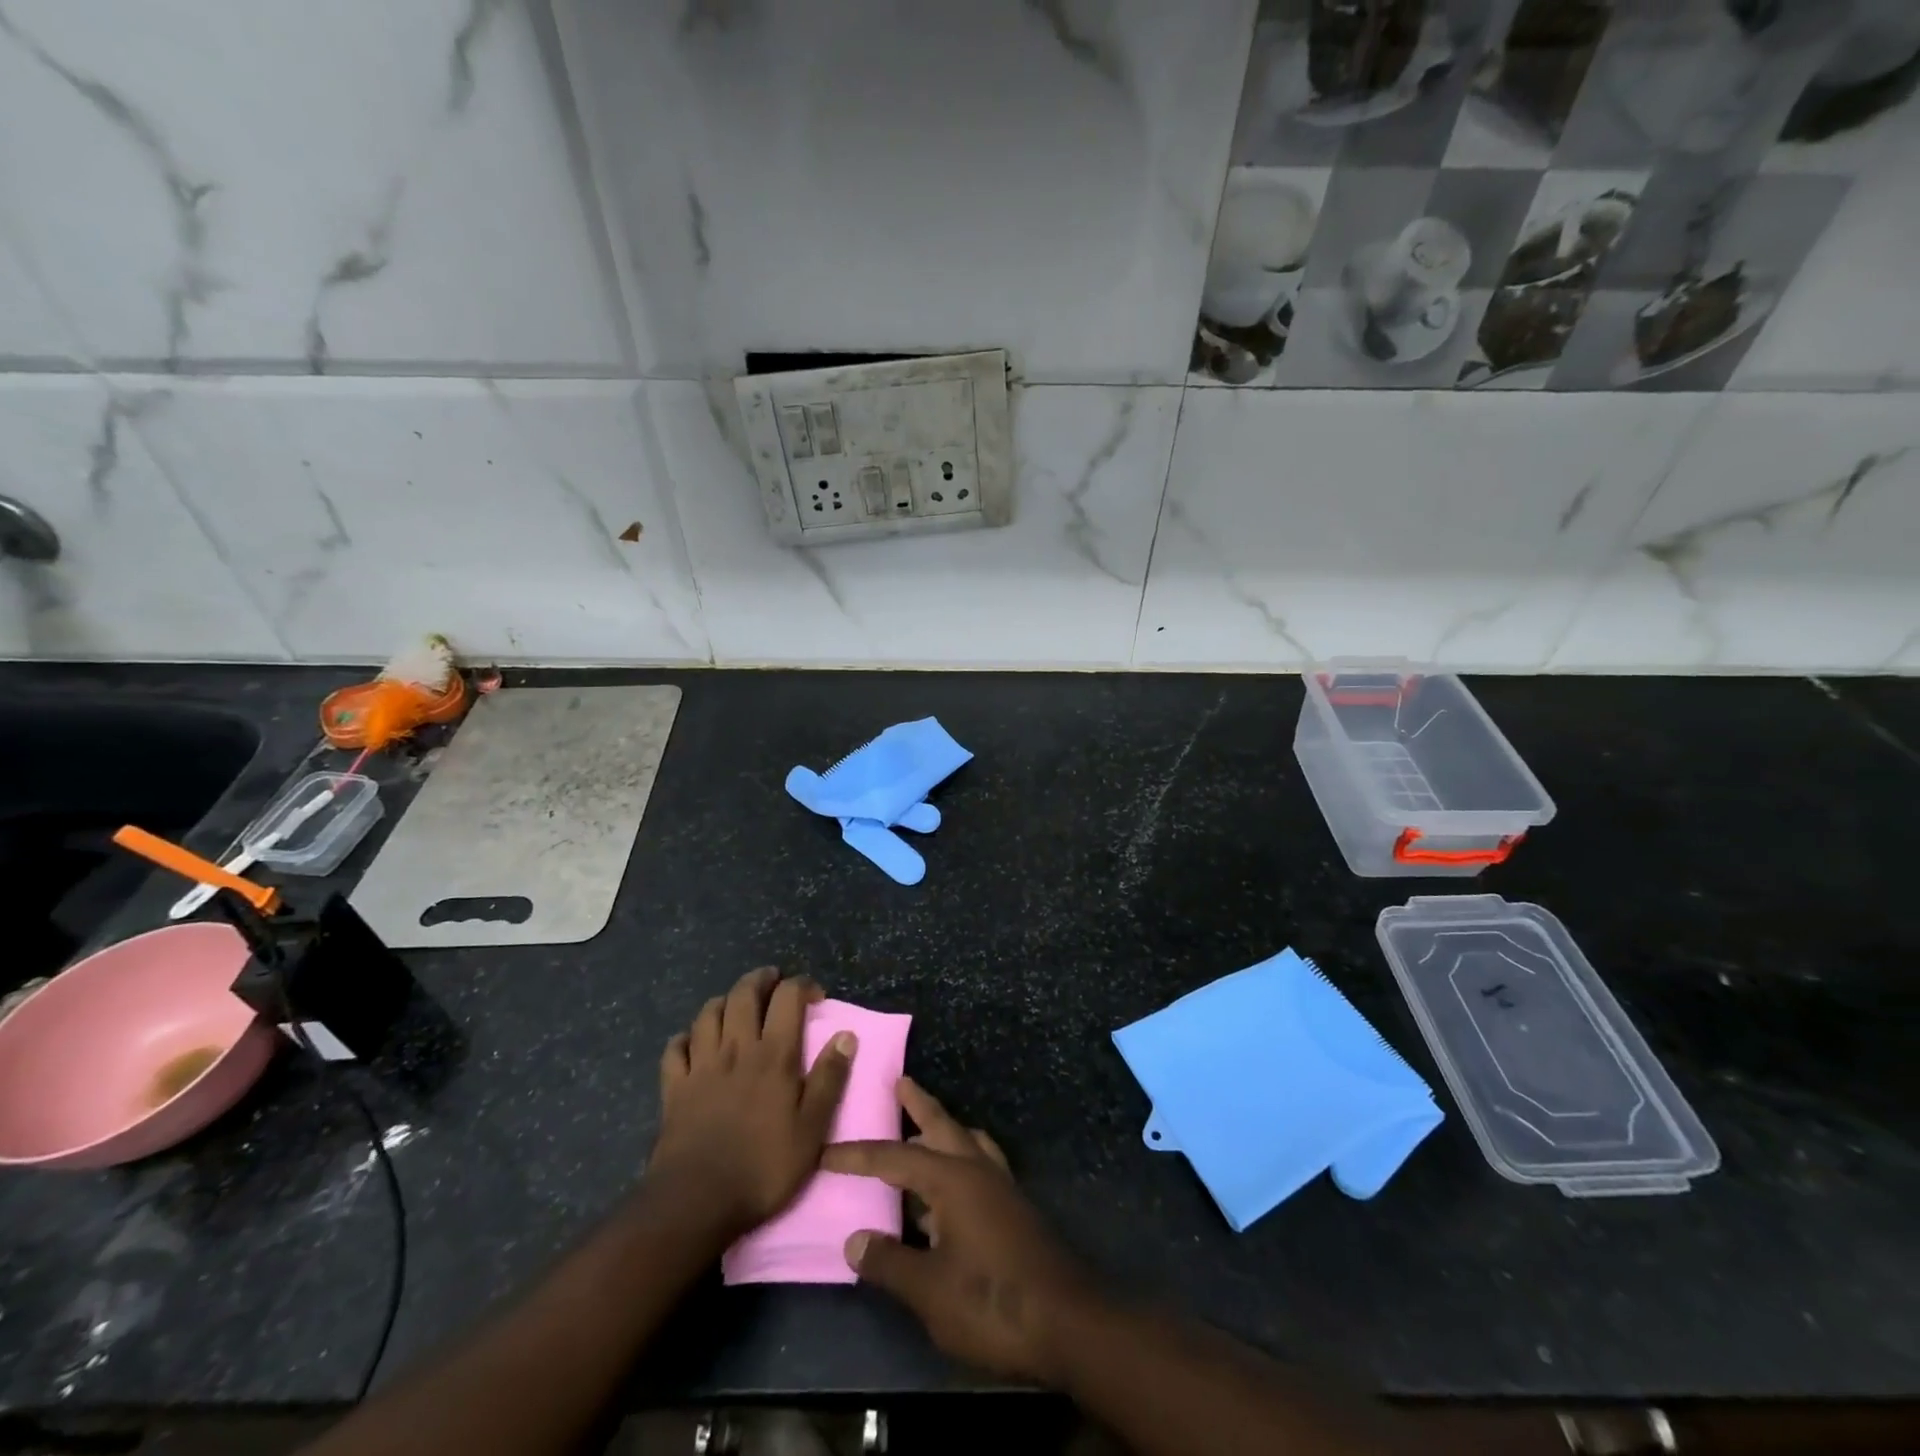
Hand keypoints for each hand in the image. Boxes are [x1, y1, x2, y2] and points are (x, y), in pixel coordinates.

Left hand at [650, 967, 854, 1239]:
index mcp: (774, 1054)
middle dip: (760, 979)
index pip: (787, 998)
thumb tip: (846, 1035)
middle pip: (743, 994)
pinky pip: (675, 1048)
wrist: (696, 1202)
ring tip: (735, 1005)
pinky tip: (692, 1043)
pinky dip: (685, 1038)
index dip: (802, 985)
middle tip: (772, 981)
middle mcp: (736, 1049)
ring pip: (707, 1014)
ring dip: (724, 1001)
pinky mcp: (674, 1089)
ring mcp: (700, 1066)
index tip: (815, 995)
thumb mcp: (812, 1128)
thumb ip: (830, 1078)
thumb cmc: (763, 1166)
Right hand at [823, 1079, 1101, 1386]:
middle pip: (942, 1125)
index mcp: (952, 1179)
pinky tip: (956, 1181)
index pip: (895, 1157)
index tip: (827, 1154)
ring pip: (966, 1141)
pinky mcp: (1015, 1207)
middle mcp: (977, 1169)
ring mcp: (1001, 1186)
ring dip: (943, 1128)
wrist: (1068, 1322)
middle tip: (900, 1081)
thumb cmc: (993, 1303)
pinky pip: (981, 1164)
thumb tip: (854, 1239)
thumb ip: (890, 1262)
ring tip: (924, 1125)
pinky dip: (962, 1156)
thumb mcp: (930, 1291)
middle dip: (919, 1104)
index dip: (858, 1156)